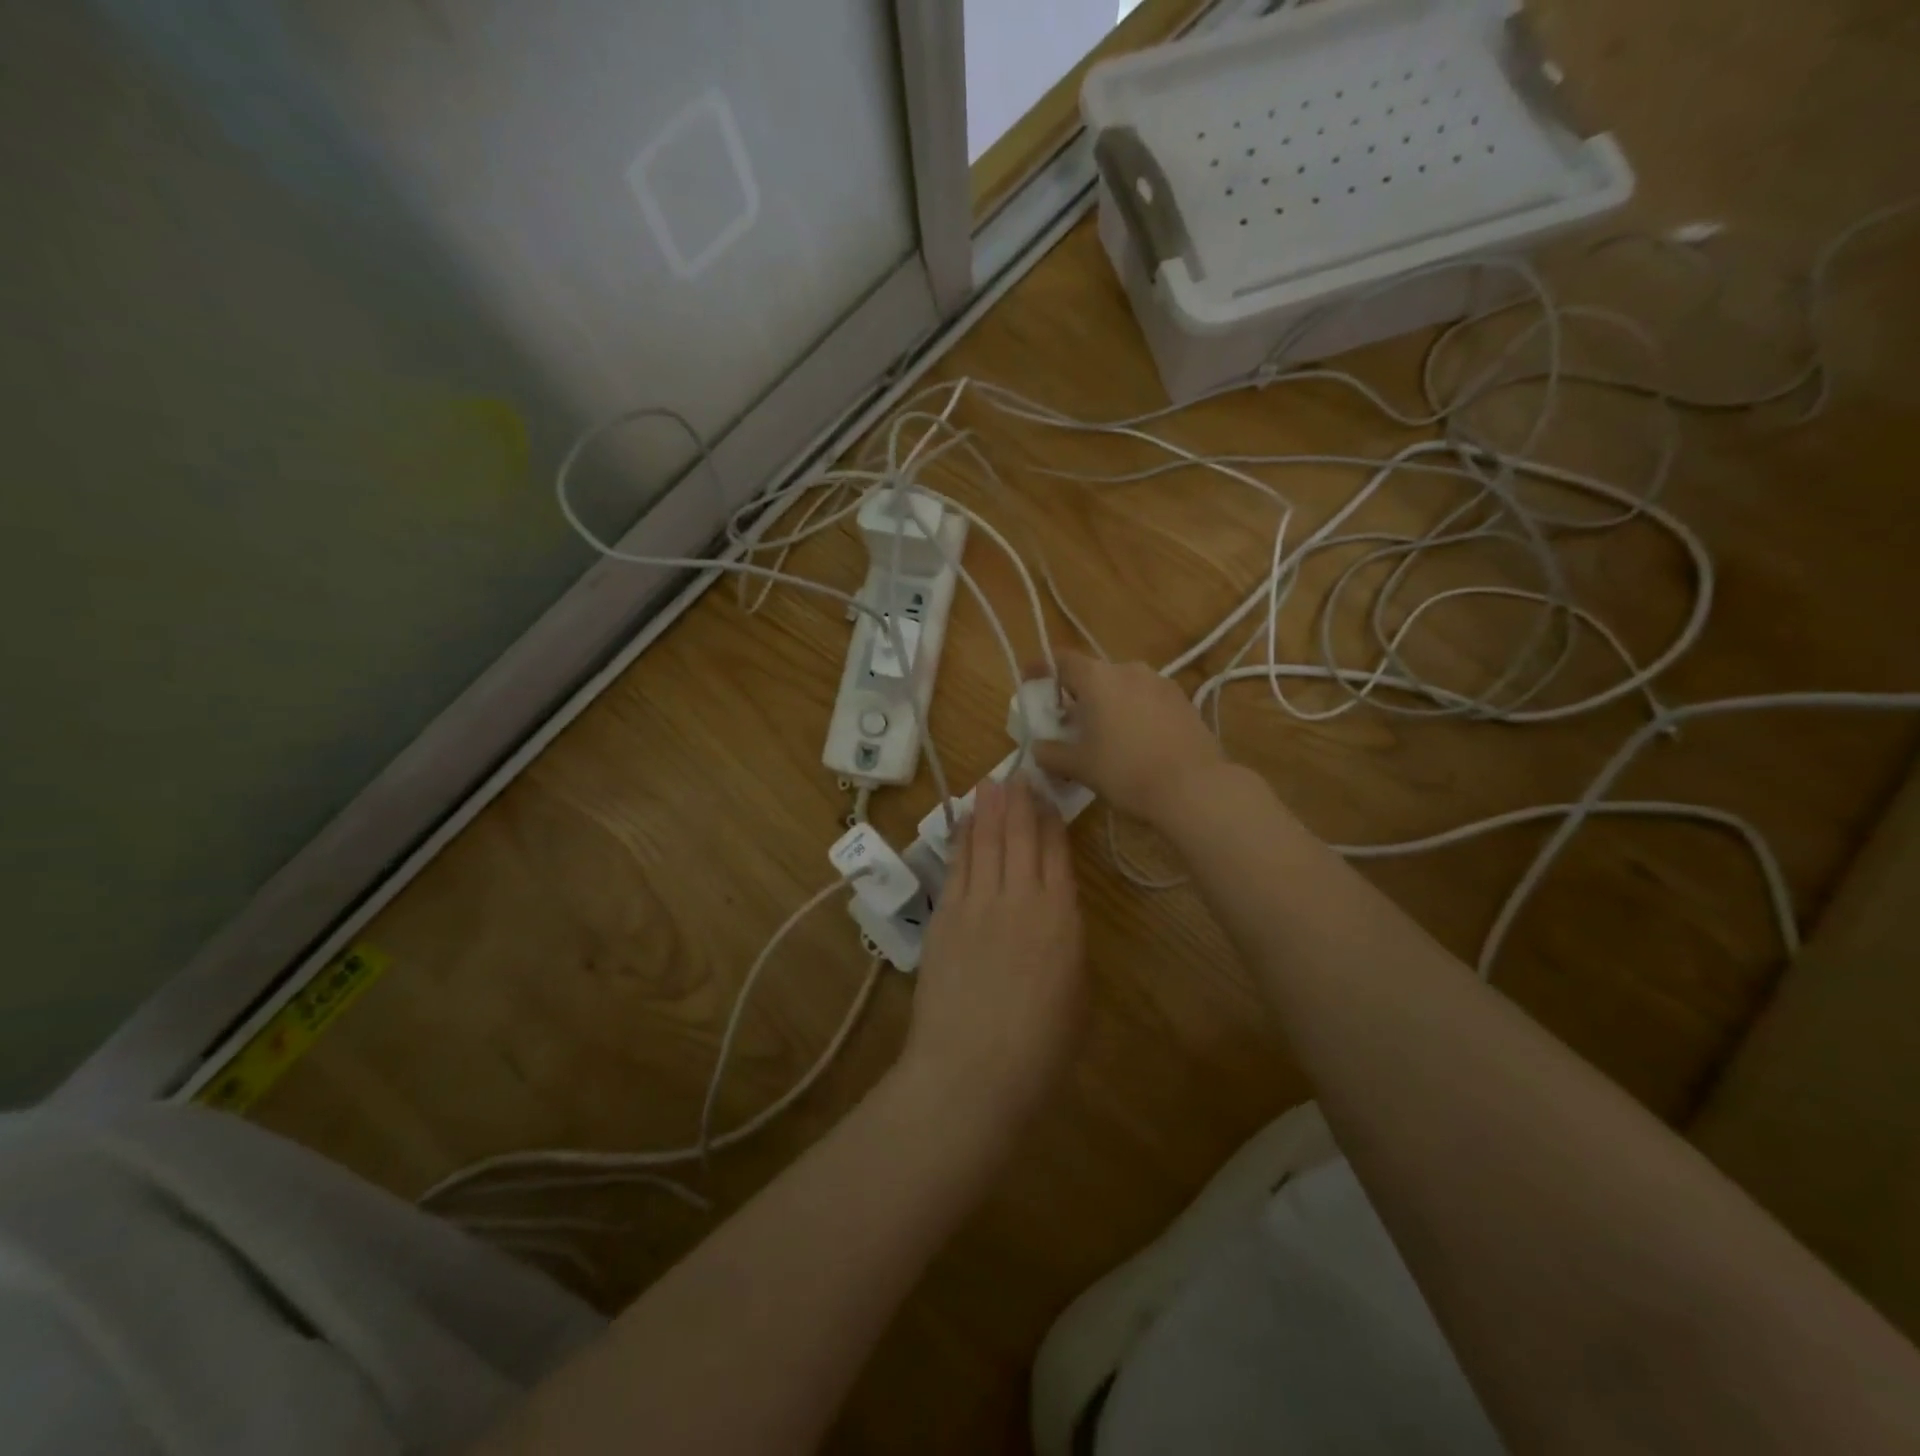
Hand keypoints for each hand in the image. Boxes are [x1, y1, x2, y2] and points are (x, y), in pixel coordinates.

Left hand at [901, 778, 1086, 1130]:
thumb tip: (1055, 919)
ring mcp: (977, 904)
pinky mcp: (945, 916)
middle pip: (1020, 837)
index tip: (1047, 797)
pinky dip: (961, 838)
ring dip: (989, 810)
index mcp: (1061, 918)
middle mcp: (1020, 898)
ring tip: (991, 783)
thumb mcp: (1075, 995)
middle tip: (1018, 773)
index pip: (1056, 853)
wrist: (973, 1071)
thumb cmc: (1039, 1049)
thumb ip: (1066, 946)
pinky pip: (956, 865)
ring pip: (986, 842)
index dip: (1051, 821)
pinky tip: (963, 821)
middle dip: (1019, 802)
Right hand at [1032, 651, 1225, 828]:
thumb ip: (1051, 753)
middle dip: (1077, 695)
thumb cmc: (1125, 771)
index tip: (1031, 683)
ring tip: (1103, 736)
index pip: (1062, 660)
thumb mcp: (1079, 766)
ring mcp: (1161, 683)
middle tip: (1067, 723)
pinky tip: (1135, 743)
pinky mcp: (1184, 702)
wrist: (1194, 787)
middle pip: (1094, 674)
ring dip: (1107, 704)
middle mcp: (1129, 670)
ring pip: (1123, 687)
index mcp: (1098, 678)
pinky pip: (1147, 700)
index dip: (1043, 669)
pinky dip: (1134, 713)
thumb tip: (1038, 748)